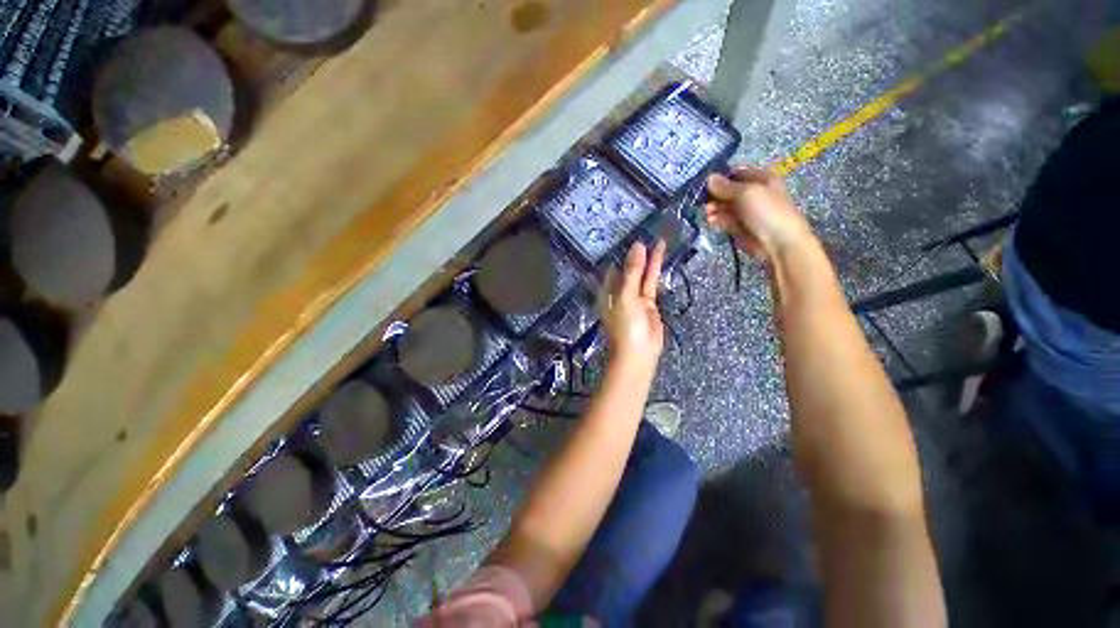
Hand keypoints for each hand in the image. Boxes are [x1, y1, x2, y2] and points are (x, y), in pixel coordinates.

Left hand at [600, 241, 665, 377]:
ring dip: (648, 258)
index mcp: (607, 290)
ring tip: (656, 238)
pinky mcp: (648, 302)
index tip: (629, 232)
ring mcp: (634, 296)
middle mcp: (619, 291)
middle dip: (636, 253)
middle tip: (646, 230)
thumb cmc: (626, 325)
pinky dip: (655, 269)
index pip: (613, 266)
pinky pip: (651, 282)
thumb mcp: (626, 295)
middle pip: (628, 268)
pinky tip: (660, 255)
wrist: (639, 352)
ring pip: (641, 273)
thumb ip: (633, 271)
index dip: (620, 251)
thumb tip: (637, 246)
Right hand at [705, 167, 814, 259]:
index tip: (704, 184)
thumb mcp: (746, 193)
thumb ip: (725, 186)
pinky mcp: (740, 227)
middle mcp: (754, 193)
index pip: (736, 174)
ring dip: (714, 208)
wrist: (779, 242)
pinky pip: (725, 220)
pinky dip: (717, 219)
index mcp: (761, 179)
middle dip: (715, 195)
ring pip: (725, 206)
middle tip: (703, 201)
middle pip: (728, 191)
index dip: (720, 178)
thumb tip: (709, 178)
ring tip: (707, 213)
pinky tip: (711, 220)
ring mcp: (746, 212)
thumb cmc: (767, 211)